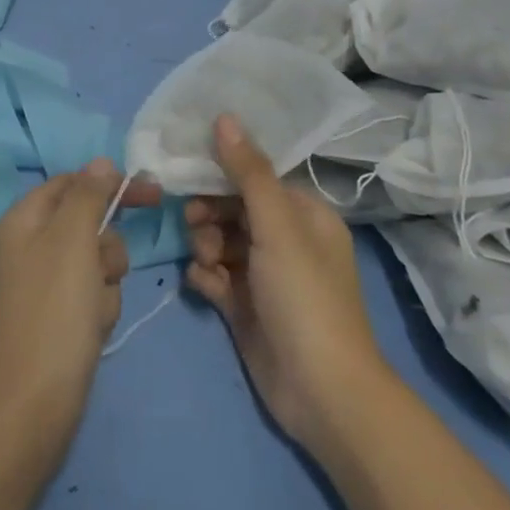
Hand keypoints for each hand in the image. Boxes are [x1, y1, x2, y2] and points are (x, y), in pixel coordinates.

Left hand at [0, 160, 159, 467]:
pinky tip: (90, 334)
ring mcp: (40, 286)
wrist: (28, 410)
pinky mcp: (54, 319)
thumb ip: (87, 195)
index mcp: (22, 221)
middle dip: (107, 248)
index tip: (154, 195)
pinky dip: (98, 311)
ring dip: (105, 284)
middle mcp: (27, 247)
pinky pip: (90, 297)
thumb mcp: (71, 241)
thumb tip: (100, 162)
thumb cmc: (52, 315)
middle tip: (102, 271)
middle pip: (88, 225)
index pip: (73, 183)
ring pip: (96, 263)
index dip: (111, 185)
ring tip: (92, 313)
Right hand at [185, 115, 392, 456]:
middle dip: (209, 214)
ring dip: (204, 246)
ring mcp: (264, 275)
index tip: (189, 172)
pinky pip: (215, 276)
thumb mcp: (277, 227)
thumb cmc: (305, 297)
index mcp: (304, 215)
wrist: (321, 393)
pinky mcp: (245, 306)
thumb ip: (248, 172)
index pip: (255, 178)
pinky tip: (206, 288)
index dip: (222, 173)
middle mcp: (285, 239)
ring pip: (219, 241)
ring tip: (207, 264)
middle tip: (195, 225)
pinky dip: (206, 278)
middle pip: (232, 208)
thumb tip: (224, 117)